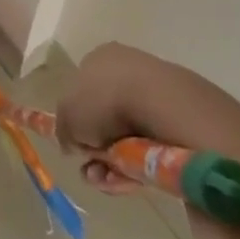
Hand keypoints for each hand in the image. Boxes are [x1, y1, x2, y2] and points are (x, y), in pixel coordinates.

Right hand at [55, 43, 203, 194]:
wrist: (160, 106)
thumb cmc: (104, 100)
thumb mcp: (67, 114)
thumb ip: (62, 128)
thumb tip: (71, 142)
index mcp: (99, 58)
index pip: (81, 89)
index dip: (76, 120)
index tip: (76, 145)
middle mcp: (126, 70)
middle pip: (104, 118)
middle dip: (95, 150)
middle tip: (91, 170)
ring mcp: (153, 93)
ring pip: (126, 137)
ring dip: (112, 163)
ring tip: (106, 180)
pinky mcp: (176, 119)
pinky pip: (149, 147)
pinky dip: (137, 166)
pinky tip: (129, 179)